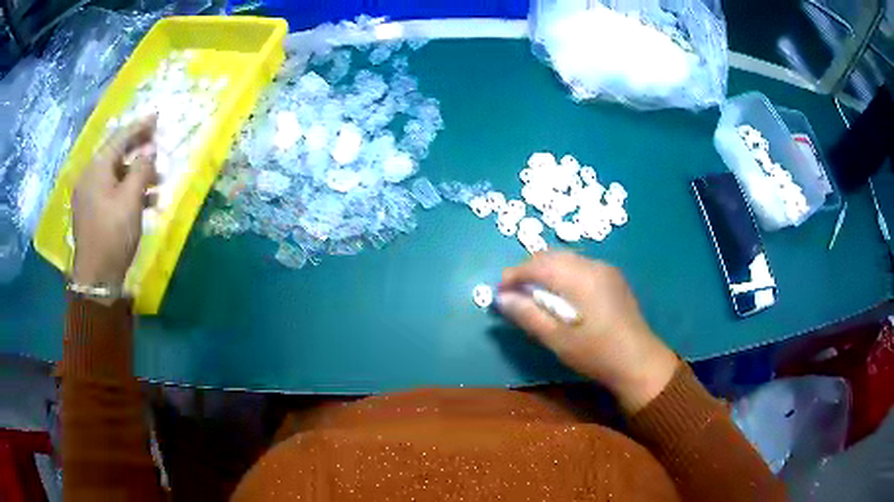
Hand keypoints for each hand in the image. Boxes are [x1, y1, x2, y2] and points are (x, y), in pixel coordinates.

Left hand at [71, 117, 156, 291]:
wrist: (95, 279)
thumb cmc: (112, 235)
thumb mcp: (131, 200)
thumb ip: (142, 170)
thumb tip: (150, 152)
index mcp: (97, 168)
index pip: (120, 137)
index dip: (140, 126)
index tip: (156, 117)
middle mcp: (90, 176)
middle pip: (116, 154)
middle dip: (138, 149)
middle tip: (157, 144)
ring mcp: (89, 195)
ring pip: (115, 174)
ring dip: (136, 173)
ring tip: (158, 180)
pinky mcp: (91, 212)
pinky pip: (111, 191)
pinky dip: (127, 191)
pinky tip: (145, 200)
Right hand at [499, 251, 677, 412]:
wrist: (639, 361)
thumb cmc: (595, 353)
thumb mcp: (557, 339)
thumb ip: (527, 315)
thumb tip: (500, 298)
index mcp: (579, 278)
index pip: (538, 265)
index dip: (514, 275)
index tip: (499, 292)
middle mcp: (593, 265)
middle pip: (551, 256)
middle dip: (528, 270)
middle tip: (513, 293)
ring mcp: (605, 269)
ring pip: (566, 259)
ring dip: (545, 270)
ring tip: (533, 294)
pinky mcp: (612, 277)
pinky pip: (579, 266)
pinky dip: (562, 274)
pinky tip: (560, 294)